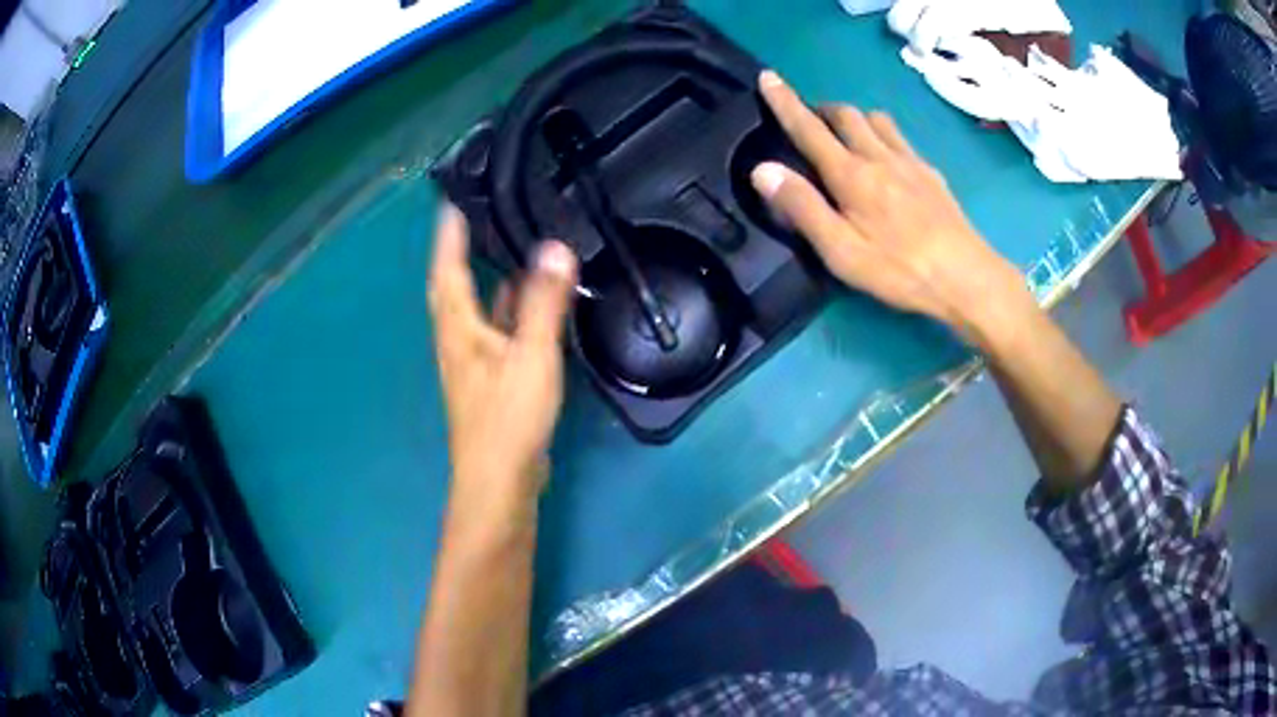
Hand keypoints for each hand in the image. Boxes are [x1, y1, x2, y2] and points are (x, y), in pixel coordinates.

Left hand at [427, 204, 577, 504]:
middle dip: (460, 253)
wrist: (499, 480)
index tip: (450, 203)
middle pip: (455, 287)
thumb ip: (544, 302)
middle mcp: (459, 340)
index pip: (448, 270)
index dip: (448, 236)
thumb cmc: (508, 418)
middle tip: (476, 219)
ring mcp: (473, 362)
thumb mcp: (531, 355)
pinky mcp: (490, 381)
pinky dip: (507, 311)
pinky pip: (495, 331)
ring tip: (504, 249)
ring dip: (486, 280)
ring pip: (476, 310)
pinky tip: (527, 305)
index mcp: (458, 328)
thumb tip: (555, 248)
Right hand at [750, 70, 1033, 344]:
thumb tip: (762, 169)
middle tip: (809, 120)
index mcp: (851, 174)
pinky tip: (887, 158)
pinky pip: (901, 138)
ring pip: (876, 119)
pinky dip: (883, 134)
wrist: (966, 277)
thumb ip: (802, 208)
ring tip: (846, 134)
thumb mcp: (841, 251)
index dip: (784, 101)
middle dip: (822, 108)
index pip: (809, 128)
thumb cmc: (899, 270)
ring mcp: (910, 162)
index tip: (768, 76)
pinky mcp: (931, 174)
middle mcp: (879, 156)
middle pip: (846, 114)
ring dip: (855, 118)